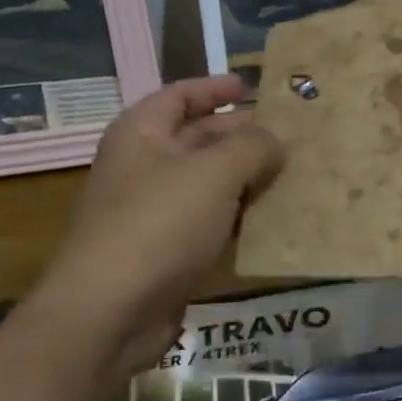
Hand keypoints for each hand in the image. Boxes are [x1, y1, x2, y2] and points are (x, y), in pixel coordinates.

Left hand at [31, 77, 283, 386]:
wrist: (110, 312)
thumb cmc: (159, 225)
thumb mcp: (213, 174)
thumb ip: (252, 148)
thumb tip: (277, 140)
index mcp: (141, 134)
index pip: (179, 95)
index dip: (215, 88)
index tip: (252, 88)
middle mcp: (142, 167)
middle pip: (197, 138)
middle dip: (241, 136)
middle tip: (290, 136)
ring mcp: (151, 212)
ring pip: (206, 185)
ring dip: (245, 179)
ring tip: (292, 175)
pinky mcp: (164, 253)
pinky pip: (207, 223)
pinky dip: (236, 218)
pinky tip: (270, 222)